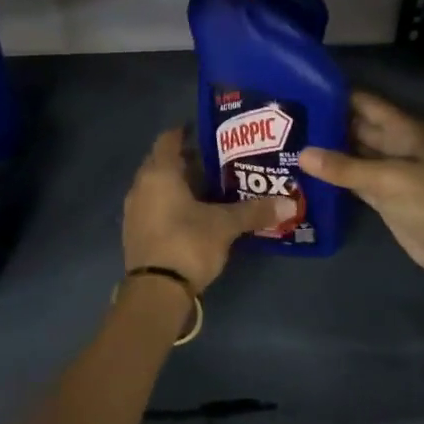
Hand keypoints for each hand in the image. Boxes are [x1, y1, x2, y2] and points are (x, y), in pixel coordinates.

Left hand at [123, 129, 295, 293]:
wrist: (155, 292)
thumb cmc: (188, 243)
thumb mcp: (225, 225)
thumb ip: (254, 211)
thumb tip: (289, 203)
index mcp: (159, 173)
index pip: (169, 140)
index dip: (186, 132)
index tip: (207, 131)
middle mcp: (141, 186)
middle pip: (163, 163)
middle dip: (187, 160)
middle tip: (217, 160)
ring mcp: (134, 211)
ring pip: (157, 186)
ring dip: (178, 184)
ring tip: (209, 188)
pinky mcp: (135, 233)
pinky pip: (154, 207)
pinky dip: (171, 204)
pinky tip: (193, 214)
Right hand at [301, 92, 423, 295]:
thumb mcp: (387, 179)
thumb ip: (344, 167)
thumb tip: (302, 154)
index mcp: (404, 130)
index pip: (365, 103)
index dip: (336, 96)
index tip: (300, 91)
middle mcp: (396, 146)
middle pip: (357, 128)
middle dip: (326, 125)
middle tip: (286, 122)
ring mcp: (390, 173)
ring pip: (354, 156)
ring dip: (328, 152)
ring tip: (288, 144)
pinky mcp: (385, 199)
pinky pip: (355, 181)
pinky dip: (335, 178)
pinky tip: (307, 174)